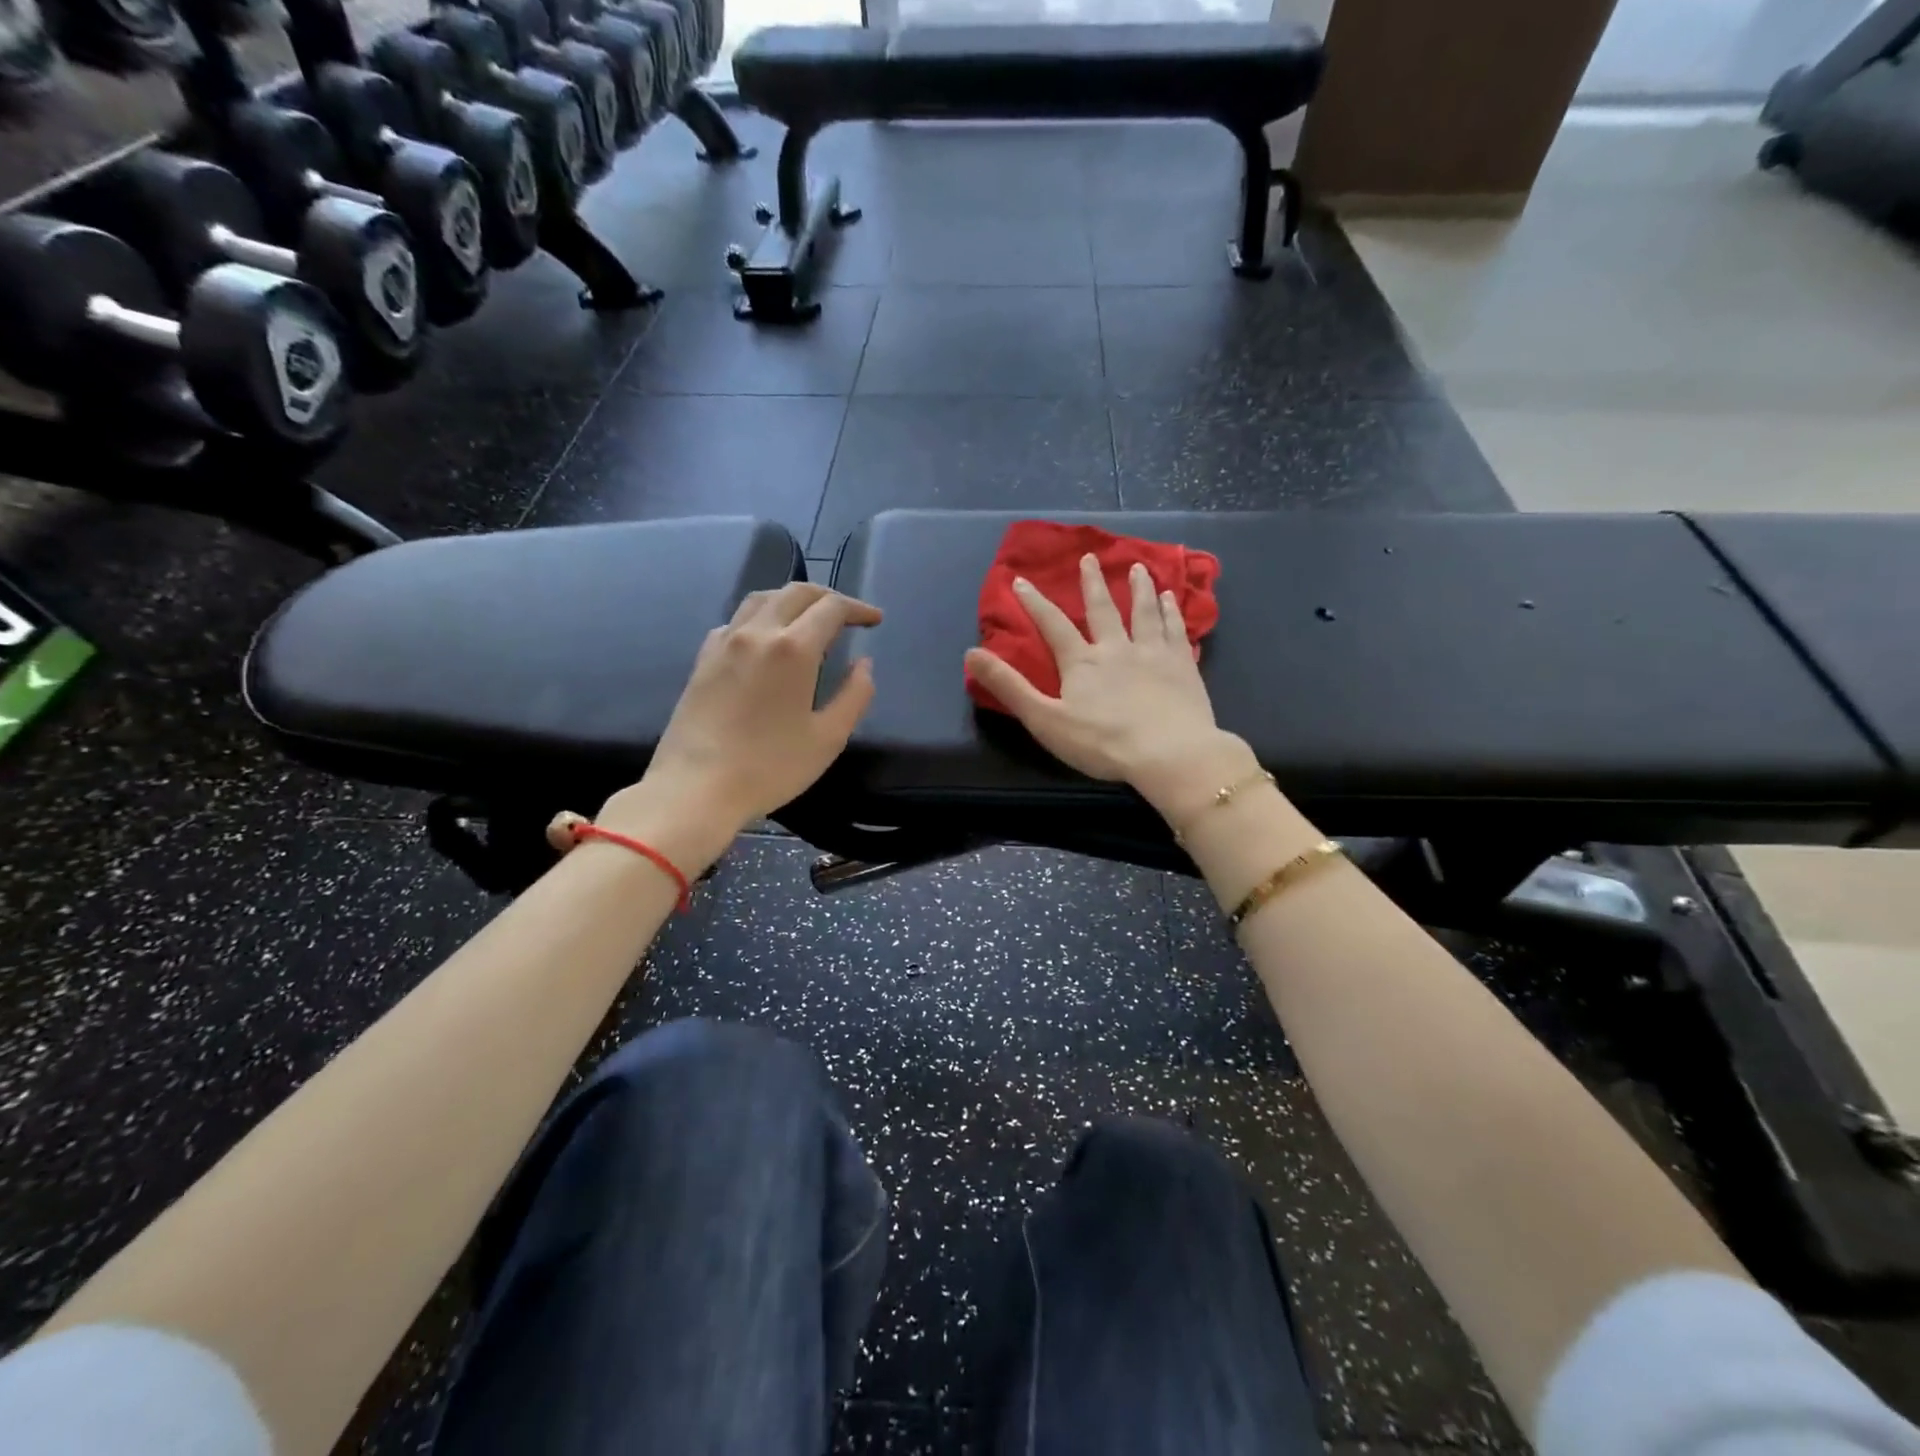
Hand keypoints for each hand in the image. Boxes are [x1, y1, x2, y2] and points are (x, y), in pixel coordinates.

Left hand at [595, 582, 880, 866]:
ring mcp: (724, 643)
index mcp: (793, 648)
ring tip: (808, 620)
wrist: (695, 788)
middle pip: (795, 593)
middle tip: (848, 616)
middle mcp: (756, 633)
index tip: (874, 620)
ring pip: (761, 599)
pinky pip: (735, 621)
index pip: (831, 608)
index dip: (858, 609)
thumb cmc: (769, 767)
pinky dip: (760, 618)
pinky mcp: (703, 659)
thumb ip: (854, 696)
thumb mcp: (828, 738)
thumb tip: (863, 666)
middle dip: (827, 597)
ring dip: (791, 601)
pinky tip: (765, 642)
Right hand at [964, 554, 1243, 808]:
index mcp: (1082, 662)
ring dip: (1139, 589)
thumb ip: (1009, 687)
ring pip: (1143, 612)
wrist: (1169, 753)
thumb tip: (971, 653)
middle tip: (1090, 558)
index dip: (1035, 603)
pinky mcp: (1182, 665)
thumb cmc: (1102, 743)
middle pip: (1103, 609)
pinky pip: (1175, 630)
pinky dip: (1171, 611)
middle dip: (1093, 583)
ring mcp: (1153, 654)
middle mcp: (1116, 648)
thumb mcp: (1045, 719)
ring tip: (1138, 569)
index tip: (1021, 580)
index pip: (1053, 625)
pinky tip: (1171, 599)